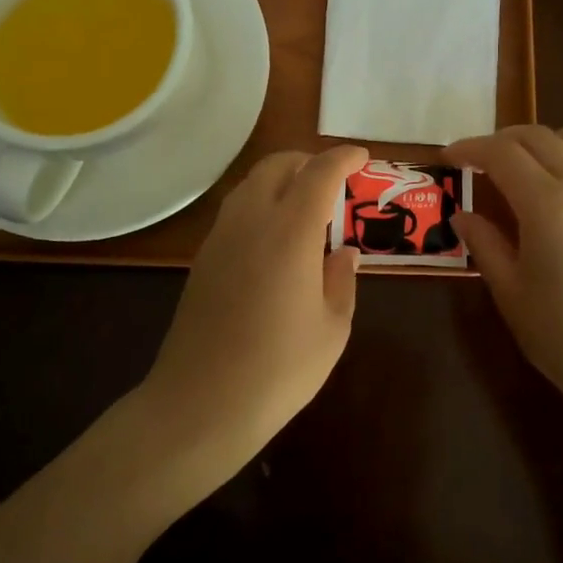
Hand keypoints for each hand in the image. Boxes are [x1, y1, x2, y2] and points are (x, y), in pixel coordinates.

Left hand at [136, 144, 366, 492]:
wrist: (201, 404)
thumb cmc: (279, 369)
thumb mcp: (332, 328)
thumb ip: (341, 280)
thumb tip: (344, 252)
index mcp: (290, 232)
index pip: (319, 173)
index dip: (343, 158)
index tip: (362, 158)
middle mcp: (251, 221)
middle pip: (277, 166)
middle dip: (308, 161)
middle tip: (335, 181)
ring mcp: (220, 238)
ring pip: (250, 184)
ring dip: (281, 180)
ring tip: (307, 206)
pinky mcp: (203, 259)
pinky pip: (236, 211)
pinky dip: (261, 204)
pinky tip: (276, 237)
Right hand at [447, 124, 562, 419]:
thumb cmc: (561, 334)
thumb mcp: (509, 290)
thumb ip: (484, 243)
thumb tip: (462, 215)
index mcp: (548, 204)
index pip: (503, 154)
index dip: (470, 149)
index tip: (448, 158)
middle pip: (538, 137)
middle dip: (501, 141)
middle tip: (475, 162)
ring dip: (546, 140)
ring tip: (522, 166)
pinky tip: (562, 187)